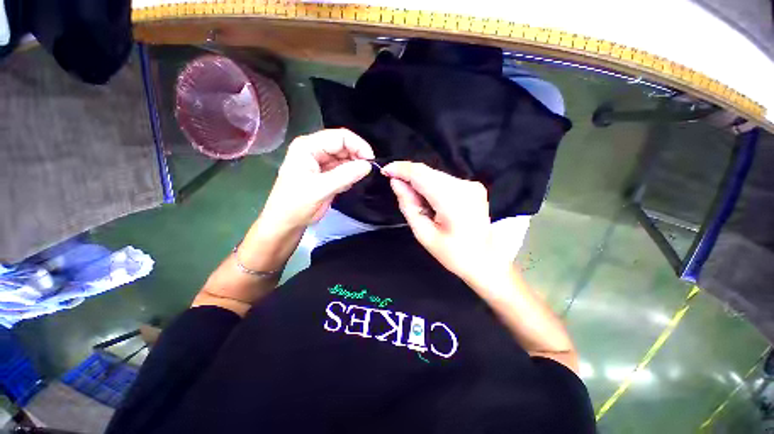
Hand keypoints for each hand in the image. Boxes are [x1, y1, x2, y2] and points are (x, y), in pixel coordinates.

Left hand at [258, 129, 373, 233]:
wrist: (286, 222)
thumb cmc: (296, 204)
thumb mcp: (320, 189)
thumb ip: (345, 175)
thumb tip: (368, 165)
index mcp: (308, 146)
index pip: (340, 137)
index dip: (358, 145)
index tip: (371, 160)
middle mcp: (315, 150)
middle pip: (344, 145)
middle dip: (357, 157)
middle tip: (367, 172)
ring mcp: (321, 162)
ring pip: (345, 158)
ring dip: (354, 168)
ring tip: (354, 181)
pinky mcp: (326, 173)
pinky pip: (344, 169)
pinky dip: (350, 176)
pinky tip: (347, 186)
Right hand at [382, 161, 513, 289]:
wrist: (486, 259)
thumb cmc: (453, 254)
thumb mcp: (424, 234)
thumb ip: (408, 205)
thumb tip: (396, 182)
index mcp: (453, 200)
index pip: (421, 174)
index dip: (401, 169)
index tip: (385, 171)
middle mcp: (464, 186)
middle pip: (428, 172)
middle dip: (409, 177)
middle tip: (400, 192)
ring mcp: (472, 184)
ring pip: (435, 175)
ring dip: (420, 183)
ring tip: (418, 203)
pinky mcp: (473, 186)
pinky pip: (444, 180)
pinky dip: (431, 186)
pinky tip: (430, 201)